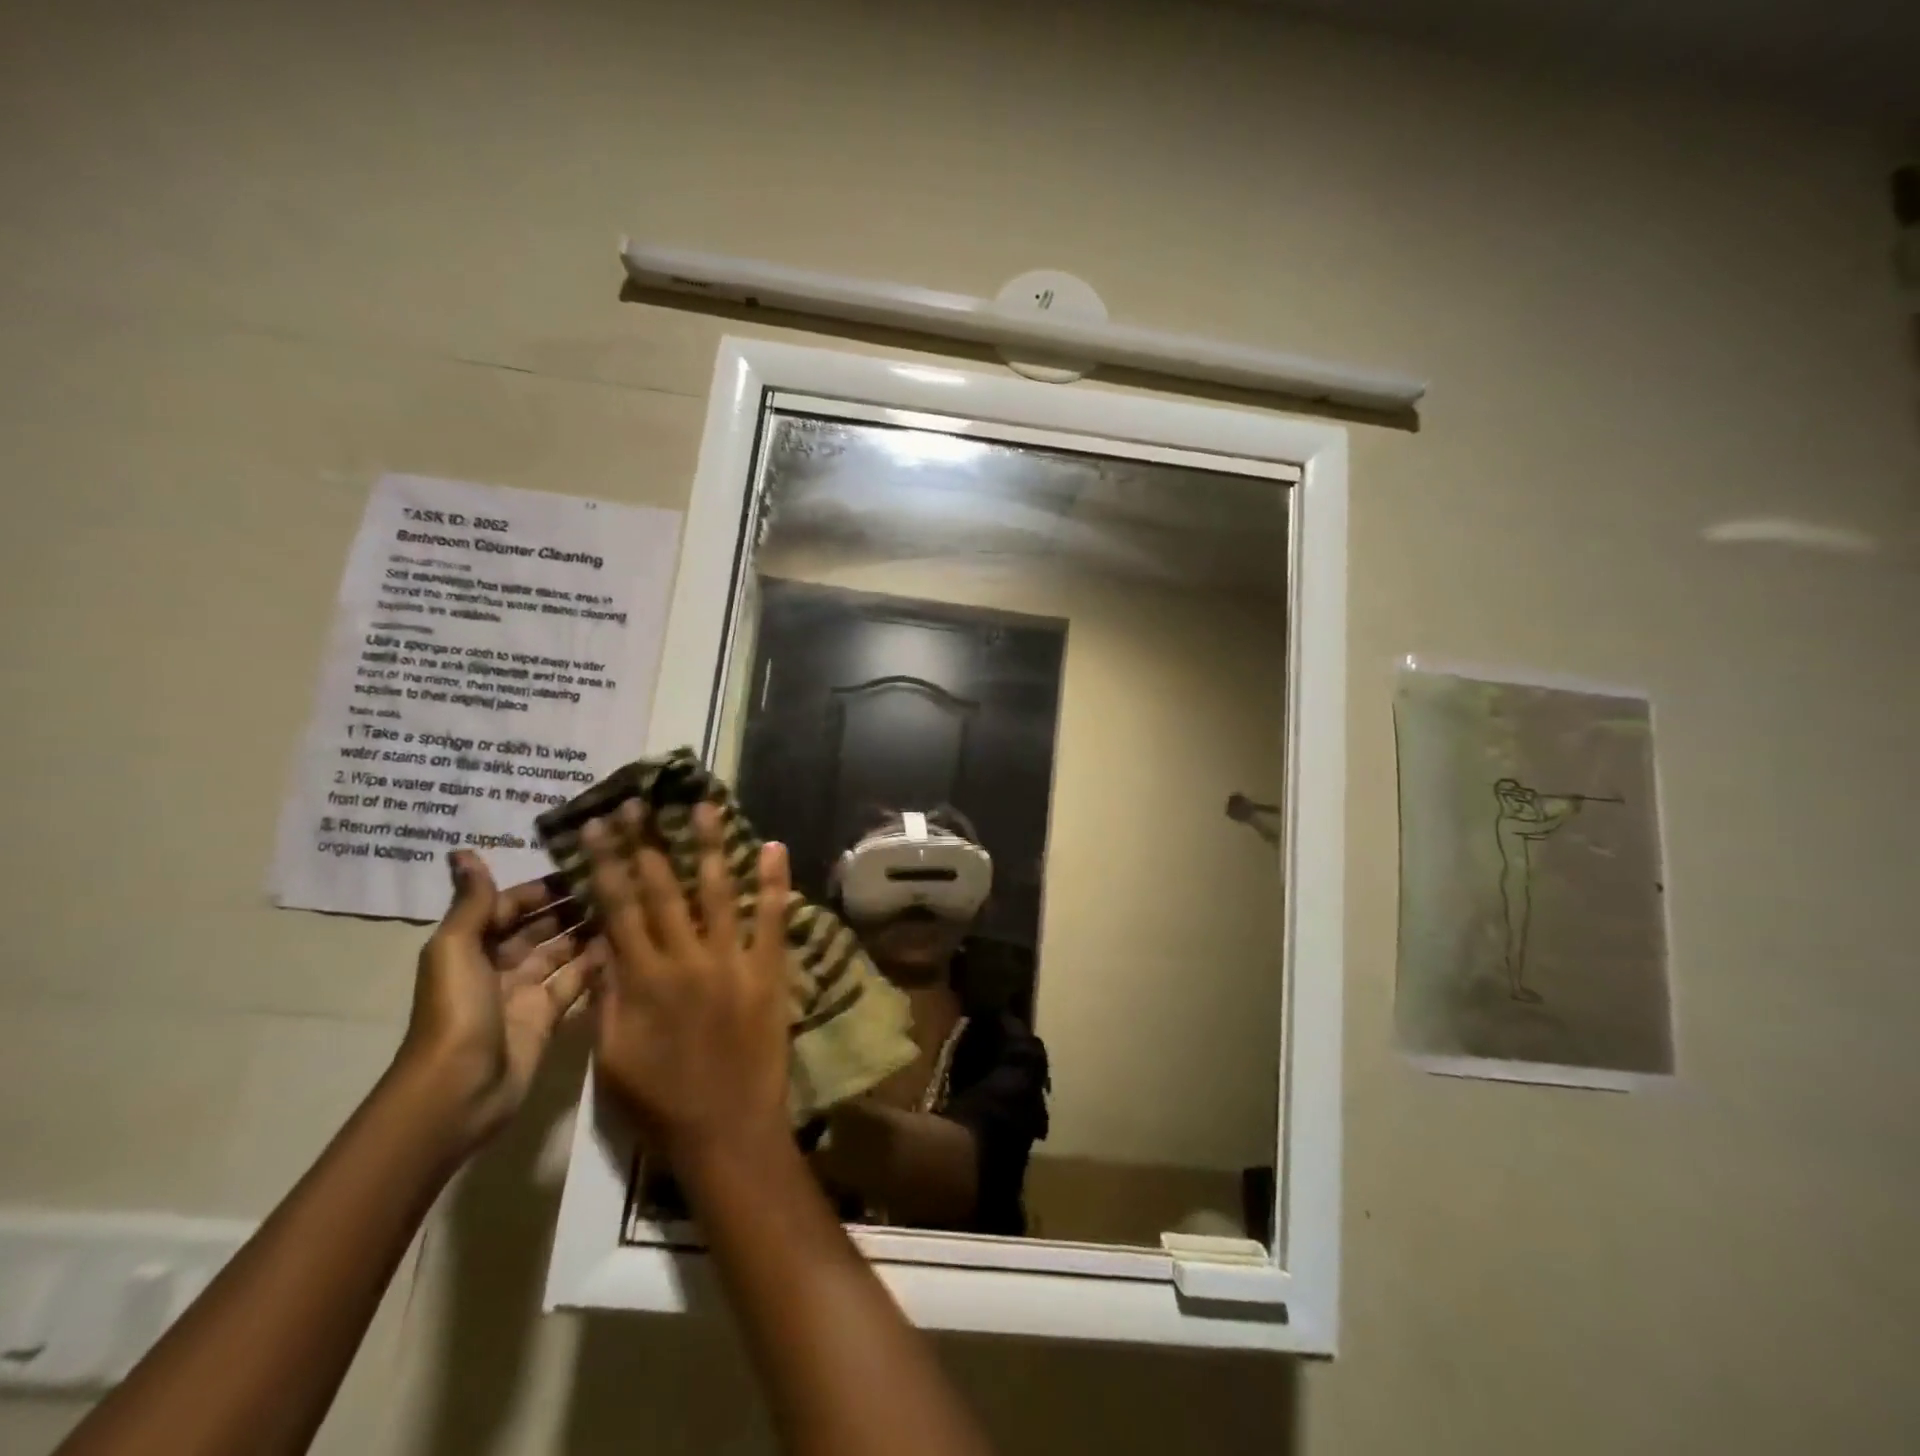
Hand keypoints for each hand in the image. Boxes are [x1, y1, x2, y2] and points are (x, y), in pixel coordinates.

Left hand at [395, 851, 602, 1150]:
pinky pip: (575, 982)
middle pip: (540, 926)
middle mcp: (499, 964)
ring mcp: (525, 992)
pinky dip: (595, 964)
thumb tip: (463, 852)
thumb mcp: (456, 949)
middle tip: (618, 881)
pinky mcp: (547, 1017)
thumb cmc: (456, 1010)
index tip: (586, 864)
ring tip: (629, 905)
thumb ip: (471, 903)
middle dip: (572, 905)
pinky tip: (625, 943)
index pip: (512, 905)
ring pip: (562, 951)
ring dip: (588, 930)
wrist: (459, 1089)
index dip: (544, 886)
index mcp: (473, 945)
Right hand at [585, 802, 792, 1168]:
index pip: (618, 908)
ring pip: (716, 892)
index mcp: (639, 980)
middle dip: (647, 842)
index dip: (607, 863)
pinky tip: (774, 847)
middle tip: (640, 800)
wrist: (725, 1130)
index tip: (600, 825)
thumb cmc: (659, 1102)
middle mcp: (682, 959)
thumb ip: (606, 997)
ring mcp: (729, 962)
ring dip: (710, 846)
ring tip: (706, 806)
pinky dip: (773, 882)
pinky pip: (770, 919)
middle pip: (661, 889)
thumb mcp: (611, 1056)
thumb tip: (602, 945)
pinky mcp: (767, 971)